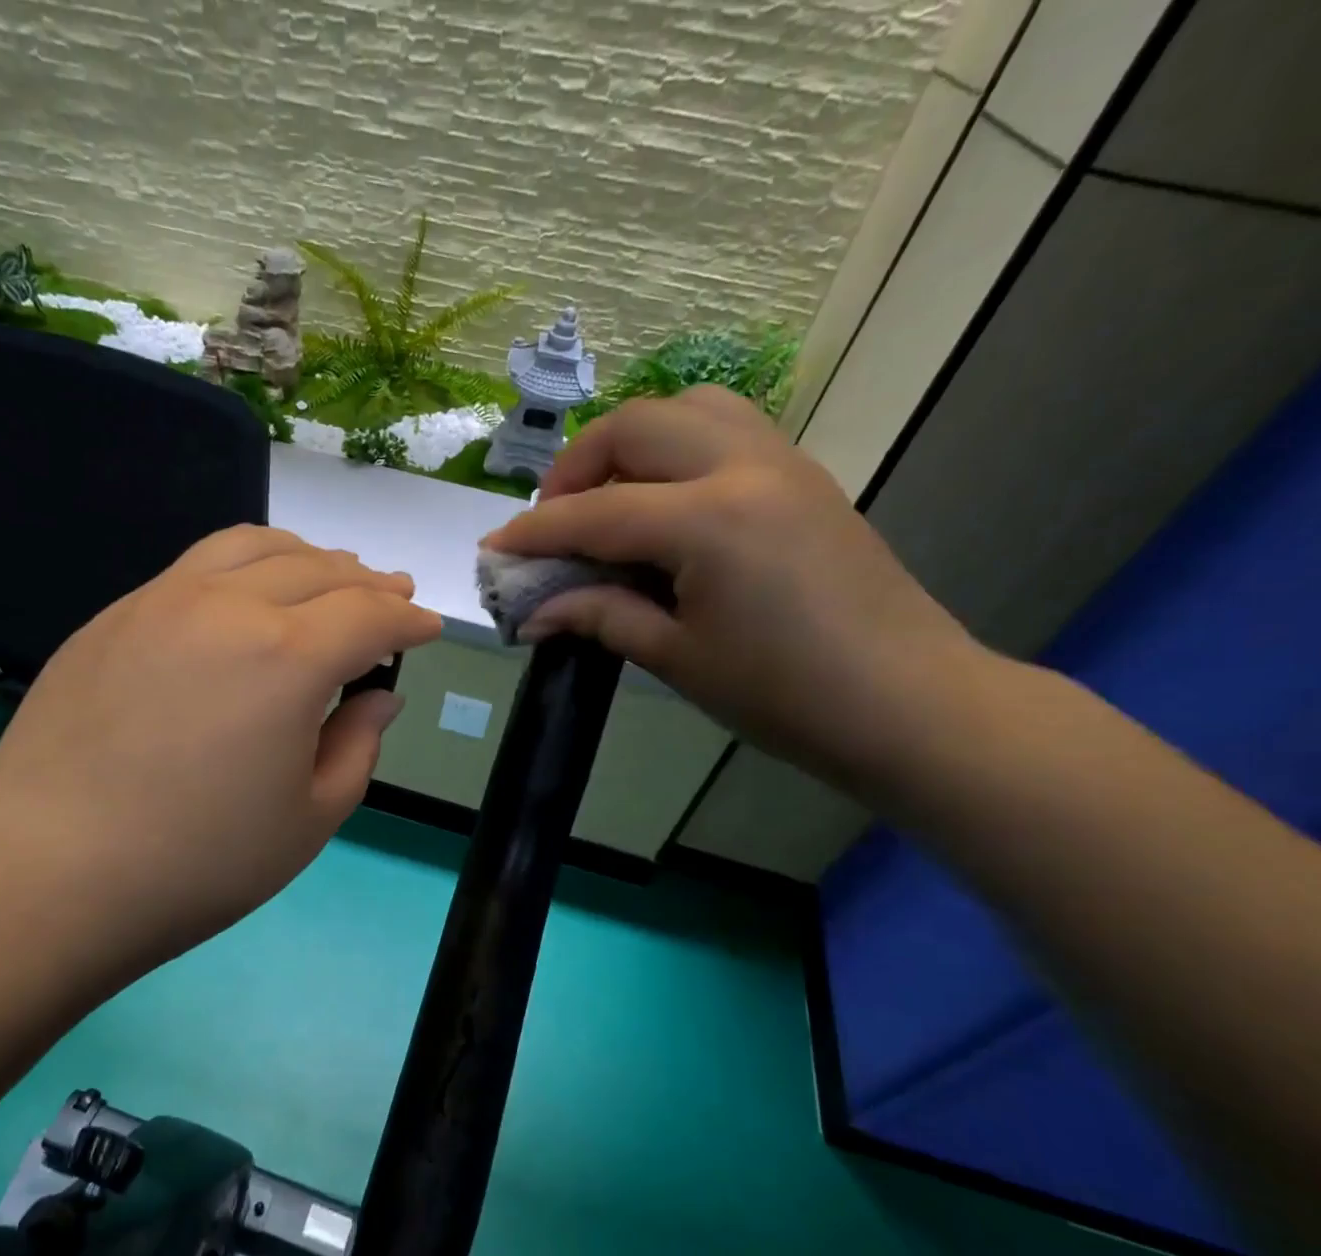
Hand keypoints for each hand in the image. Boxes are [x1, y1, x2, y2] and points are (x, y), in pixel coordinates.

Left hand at [0, 526, 442, 995]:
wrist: (47, 875)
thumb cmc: (198, 863)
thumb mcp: (309, 820)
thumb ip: (356, 746)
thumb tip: (378, 697)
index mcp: (287, 657)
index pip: (369, 615)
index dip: (408, 620)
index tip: (428, 628)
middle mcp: (227, 605)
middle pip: (317, 570)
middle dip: (366, 583)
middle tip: (391, 596)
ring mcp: (160, 601)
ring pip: (252, 547)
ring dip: (306, 557)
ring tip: (329, 574)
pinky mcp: (112, 617)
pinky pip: (195, 566)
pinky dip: (244, 565)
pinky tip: (246, 595)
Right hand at [482, 387, 986, 788]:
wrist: (906, 703)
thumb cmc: (784, 694)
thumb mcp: (677, 658)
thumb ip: (600, 617)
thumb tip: (534, 612)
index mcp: (710, 520)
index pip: (595, 513)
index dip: (533, 533)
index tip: (493, 550)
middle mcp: (745, 466)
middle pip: (635, 426)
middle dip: (575, 467)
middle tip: (552, 522)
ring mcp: (783, 461)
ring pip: (687, 408)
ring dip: (631, 444)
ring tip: (608, 500)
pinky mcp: (803, 475)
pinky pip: (726, 427)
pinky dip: (677, 447)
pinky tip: (664, 504)